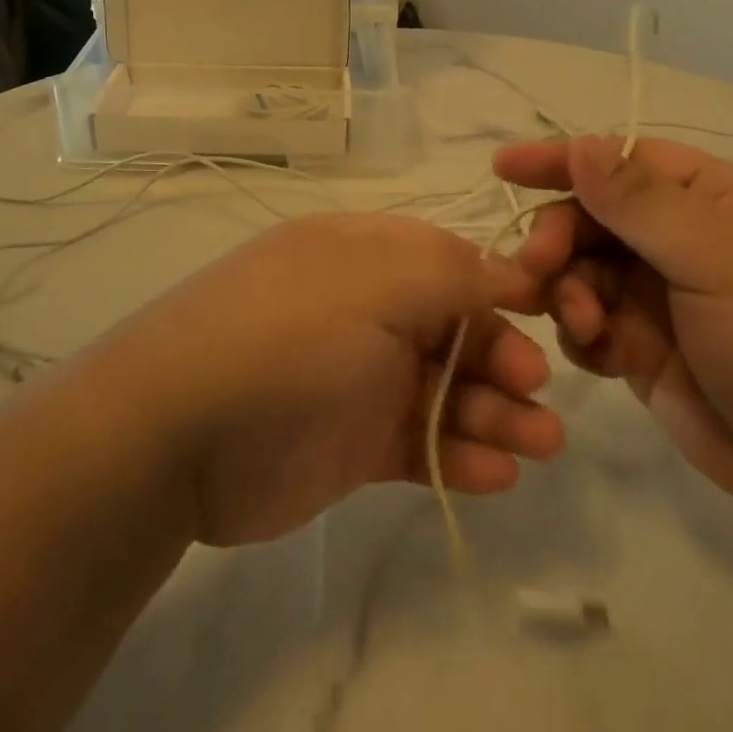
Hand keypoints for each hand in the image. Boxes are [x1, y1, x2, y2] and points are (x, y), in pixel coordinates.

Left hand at [110, 213, 564, 546]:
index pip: (450, 260)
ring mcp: (360, 377)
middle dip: (504, 357)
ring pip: (446, 389)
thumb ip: (453, 272)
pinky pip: (421, 443)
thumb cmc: (291, 333)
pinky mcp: (354, 442)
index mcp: (367, 255)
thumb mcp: (376, 280)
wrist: (179, 432)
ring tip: (539, 446)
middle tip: (536, 394)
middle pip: (455, 328)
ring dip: (495, 413)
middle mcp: (367, 309)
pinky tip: (495, 476)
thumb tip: (512, 271)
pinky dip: (460, 457)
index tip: (553, 311)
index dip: (501, 285)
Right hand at [493, 135, 732, 518]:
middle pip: (593, 218)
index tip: (503, 169)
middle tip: (536, 268)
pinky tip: (597, 355)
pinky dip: (582, 334)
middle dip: (559, 238)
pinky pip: (592, 326)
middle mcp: (683, 241)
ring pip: (584, 273)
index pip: (623, 161)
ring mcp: (664, 298)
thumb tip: (583, 144)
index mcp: (712, 200)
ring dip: (568, 290)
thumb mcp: (721, 258)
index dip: (563, 160)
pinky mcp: (648, 351)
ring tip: (583, 324)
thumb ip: (641, 202)